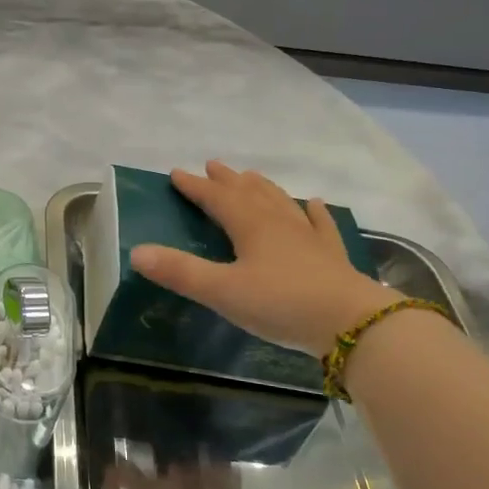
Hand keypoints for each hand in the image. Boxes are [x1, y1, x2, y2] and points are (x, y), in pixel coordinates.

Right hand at [129, 161, 399, 357]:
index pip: (217, 198)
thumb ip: (180, 272)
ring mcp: (308, 237)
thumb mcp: (222, 291)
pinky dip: (313, 211)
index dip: (195, 187)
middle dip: (227, 180)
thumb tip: (136, 252)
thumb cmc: (281, 304)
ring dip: (262, 187)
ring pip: (280, 202)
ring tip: (251, 176)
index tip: (177, 174)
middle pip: (249, 192)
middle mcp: (278, 222)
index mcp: (250, 226)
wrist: (352, 323)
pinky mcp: (332, 255)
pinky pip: (320, 225)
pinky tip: (314, 203)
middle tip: (212, 165)